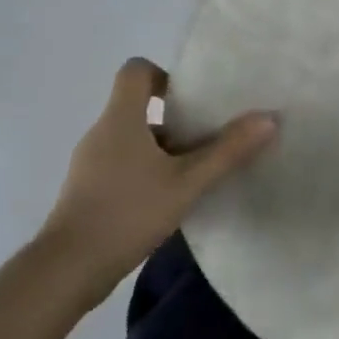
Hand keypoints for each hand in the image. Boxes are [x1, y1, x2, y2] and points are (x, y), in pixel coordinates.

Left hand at [37, 58, 277, 304]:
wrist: (69, 268)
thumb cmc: (128, 213)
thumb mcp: (188, 183)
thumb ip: (228, 151)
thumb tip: (269, 118)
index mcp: (120, 119)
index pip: (136, 70)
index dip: (167, 75)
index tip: (196, 99)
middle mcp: (102, 132)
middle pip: (140, 106)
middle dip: (179, 117)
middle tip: (214, 135)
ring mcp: (92, 162)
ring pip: (136, 139)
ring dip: (168, 148)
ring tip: (202, 169)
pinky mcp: (91, 188)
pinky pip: (126, 163)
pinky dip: (152, 169)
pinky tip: (175, 196)